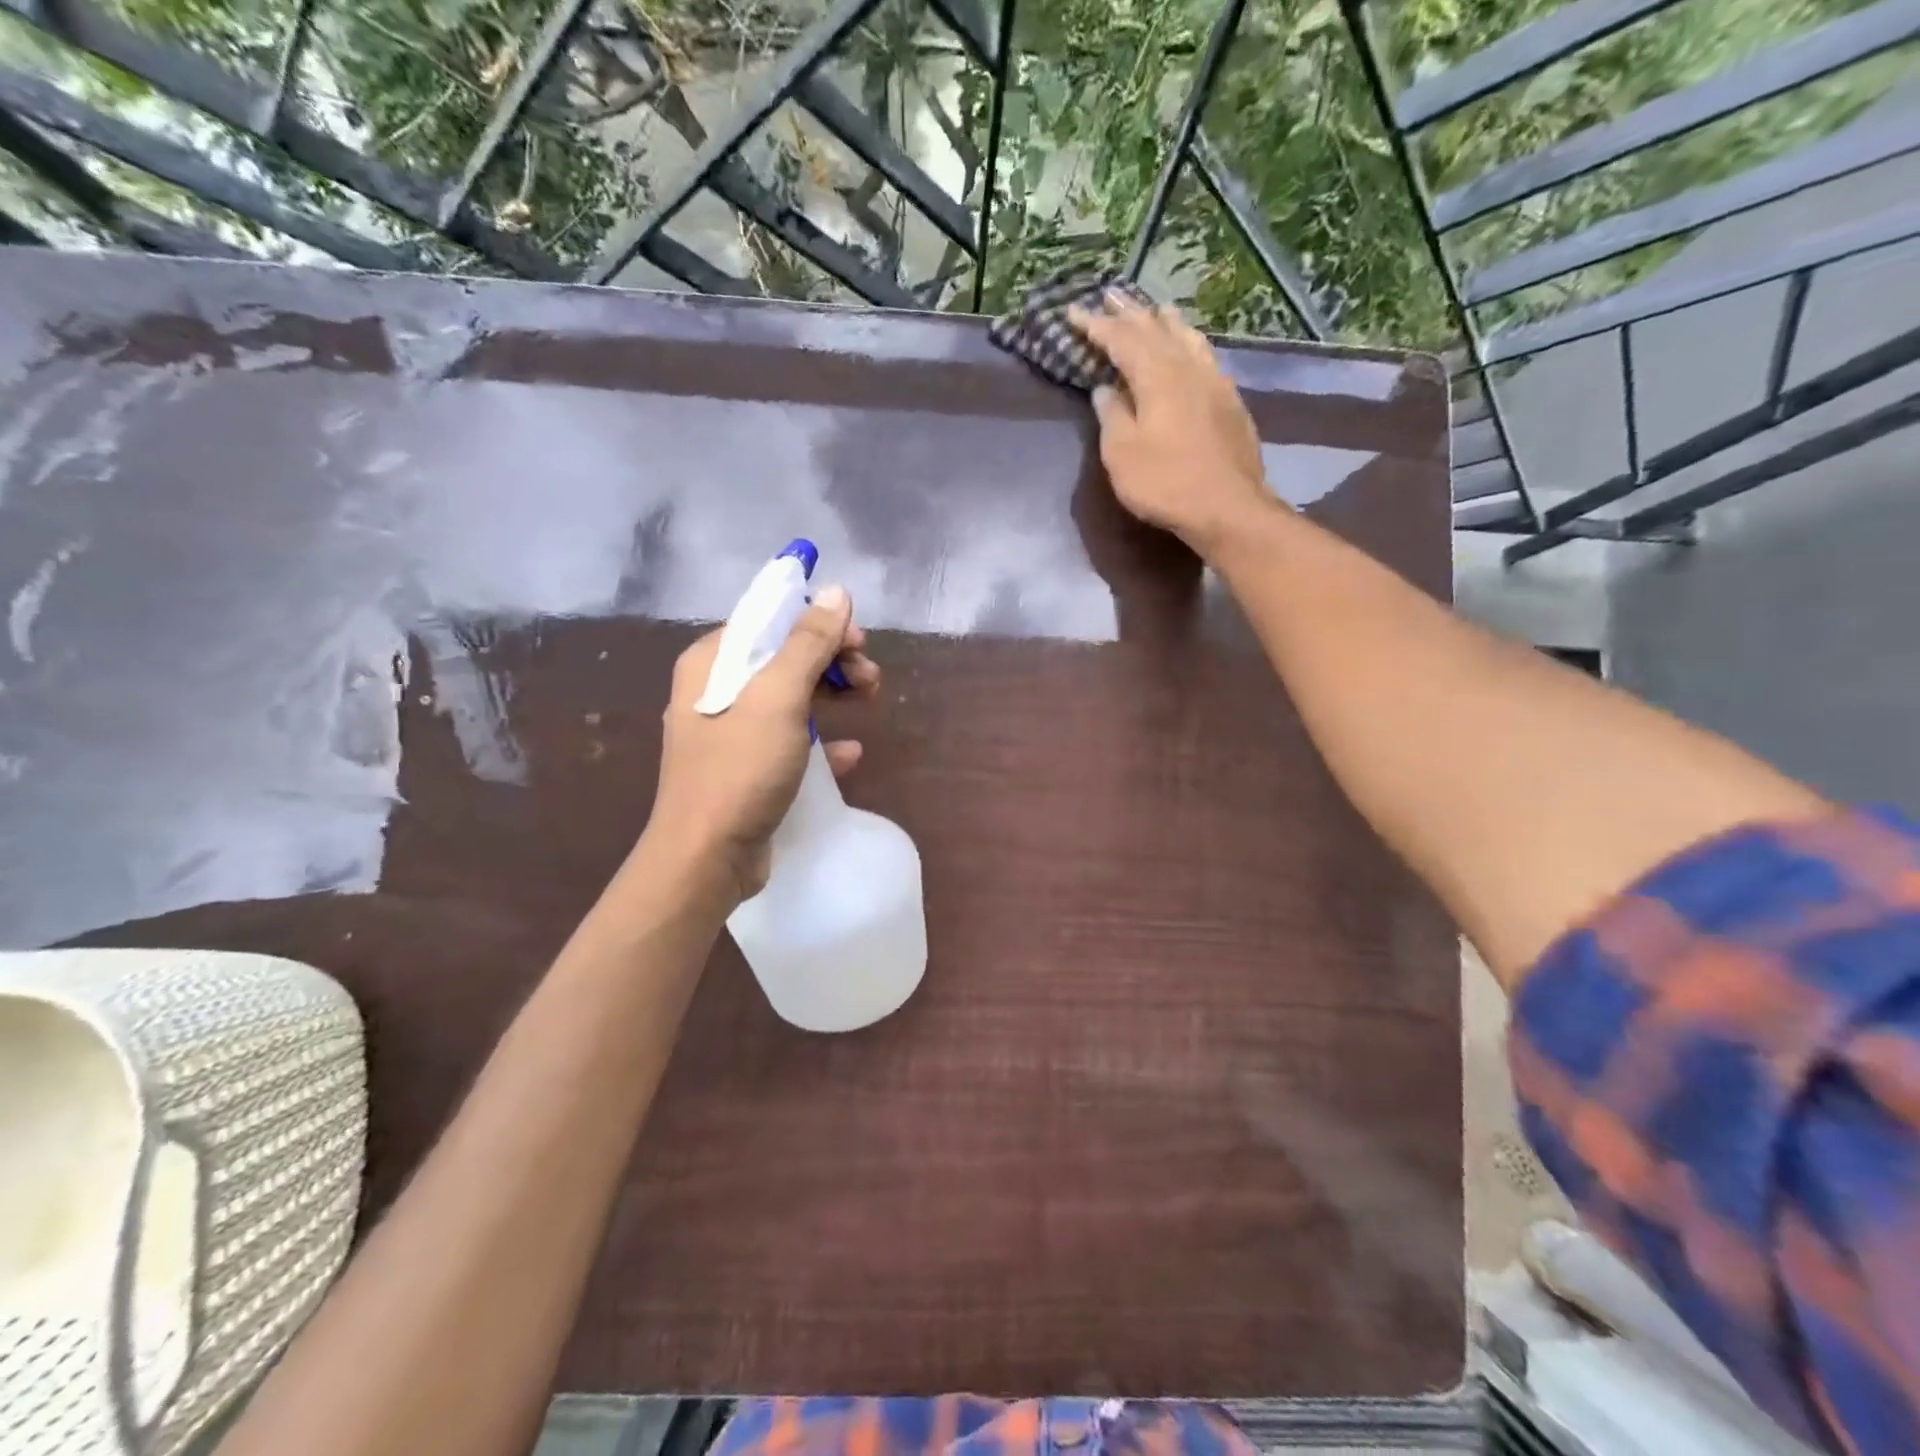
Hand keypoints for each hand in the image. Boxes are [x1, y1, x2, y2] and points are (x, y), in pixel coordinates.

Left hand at [645, 585, 879, 902]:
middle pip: (784, 656)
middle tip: (870, 678)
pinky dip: (821, 740)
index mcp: (712, 662)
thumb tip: (836, 592)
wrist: (706, 859)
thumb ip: (808, 642)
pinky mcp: (746, 768)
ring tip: (870, 702)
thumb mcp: (778, 698)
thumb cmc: (740, 769)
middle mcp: (717, 690)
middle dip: (833, 660)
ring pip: (791, 696)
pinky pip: (790, 740)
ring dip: (833, 694)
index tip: (858, 640)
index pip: (770, 619)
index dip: (818, 622)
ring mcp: (731, 732)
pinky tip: (849, 753)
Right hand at [1069, 291, 1271, 553]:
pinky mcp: (1230, 401)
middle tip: (1111, 294)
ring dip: (1166, 321)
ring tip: (1156, 309)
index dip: (1096, 326)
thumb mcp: (1122, 453)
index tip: (1074, 312)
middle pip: (1155, 330)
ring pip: (1187, 338)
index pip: (1121, 340)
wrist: (1227, 507)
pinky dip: (1190, 343)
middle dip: (1130, 313)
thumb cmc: (1165, 483)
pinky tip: (1191, 347)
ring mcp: (1214, 382)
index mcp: (1156, 376)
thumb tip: (1104, 388)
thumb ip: (1112, 415)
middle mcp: (1187, 368)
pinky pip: (1205, 356)